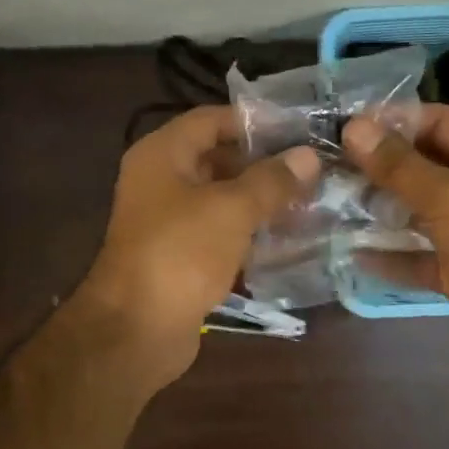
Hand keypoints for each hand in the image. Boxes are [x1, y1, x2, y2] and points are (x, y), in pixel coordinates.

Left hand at [80, 106, 319, 388]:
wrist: (138, 329)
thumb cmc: (181, 254)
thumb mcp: (232, 209)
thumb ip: (271, 180)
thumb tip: (308, 156)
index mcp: (162, 155)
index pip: (211, 120)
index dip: (254, 122)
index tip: (298, 131)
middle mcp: (160, 181)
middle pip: (216, 158)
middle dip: (262, 164)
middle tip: (311, 170)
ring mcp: (167, 222)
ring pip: (220, 199)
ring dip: (259, 201)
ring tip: (308, 202)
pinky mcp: (179, 257)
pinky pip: (218, 233)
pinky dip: (247, 233)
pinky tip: (285, 238)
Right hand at [343, 105, 448, 385]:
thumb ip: (398, 165)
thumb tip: (353, 129)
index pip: (439, 122)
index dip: (393, 121)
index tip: (344, 125)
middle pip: (423, 166)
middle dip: (378, 167)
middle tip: (328, 164)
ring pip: (416, 211)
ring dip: (378, 209)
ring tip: (330, 200)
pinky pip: (415, 254)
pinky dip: (388, 253)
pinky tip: (350, 250)